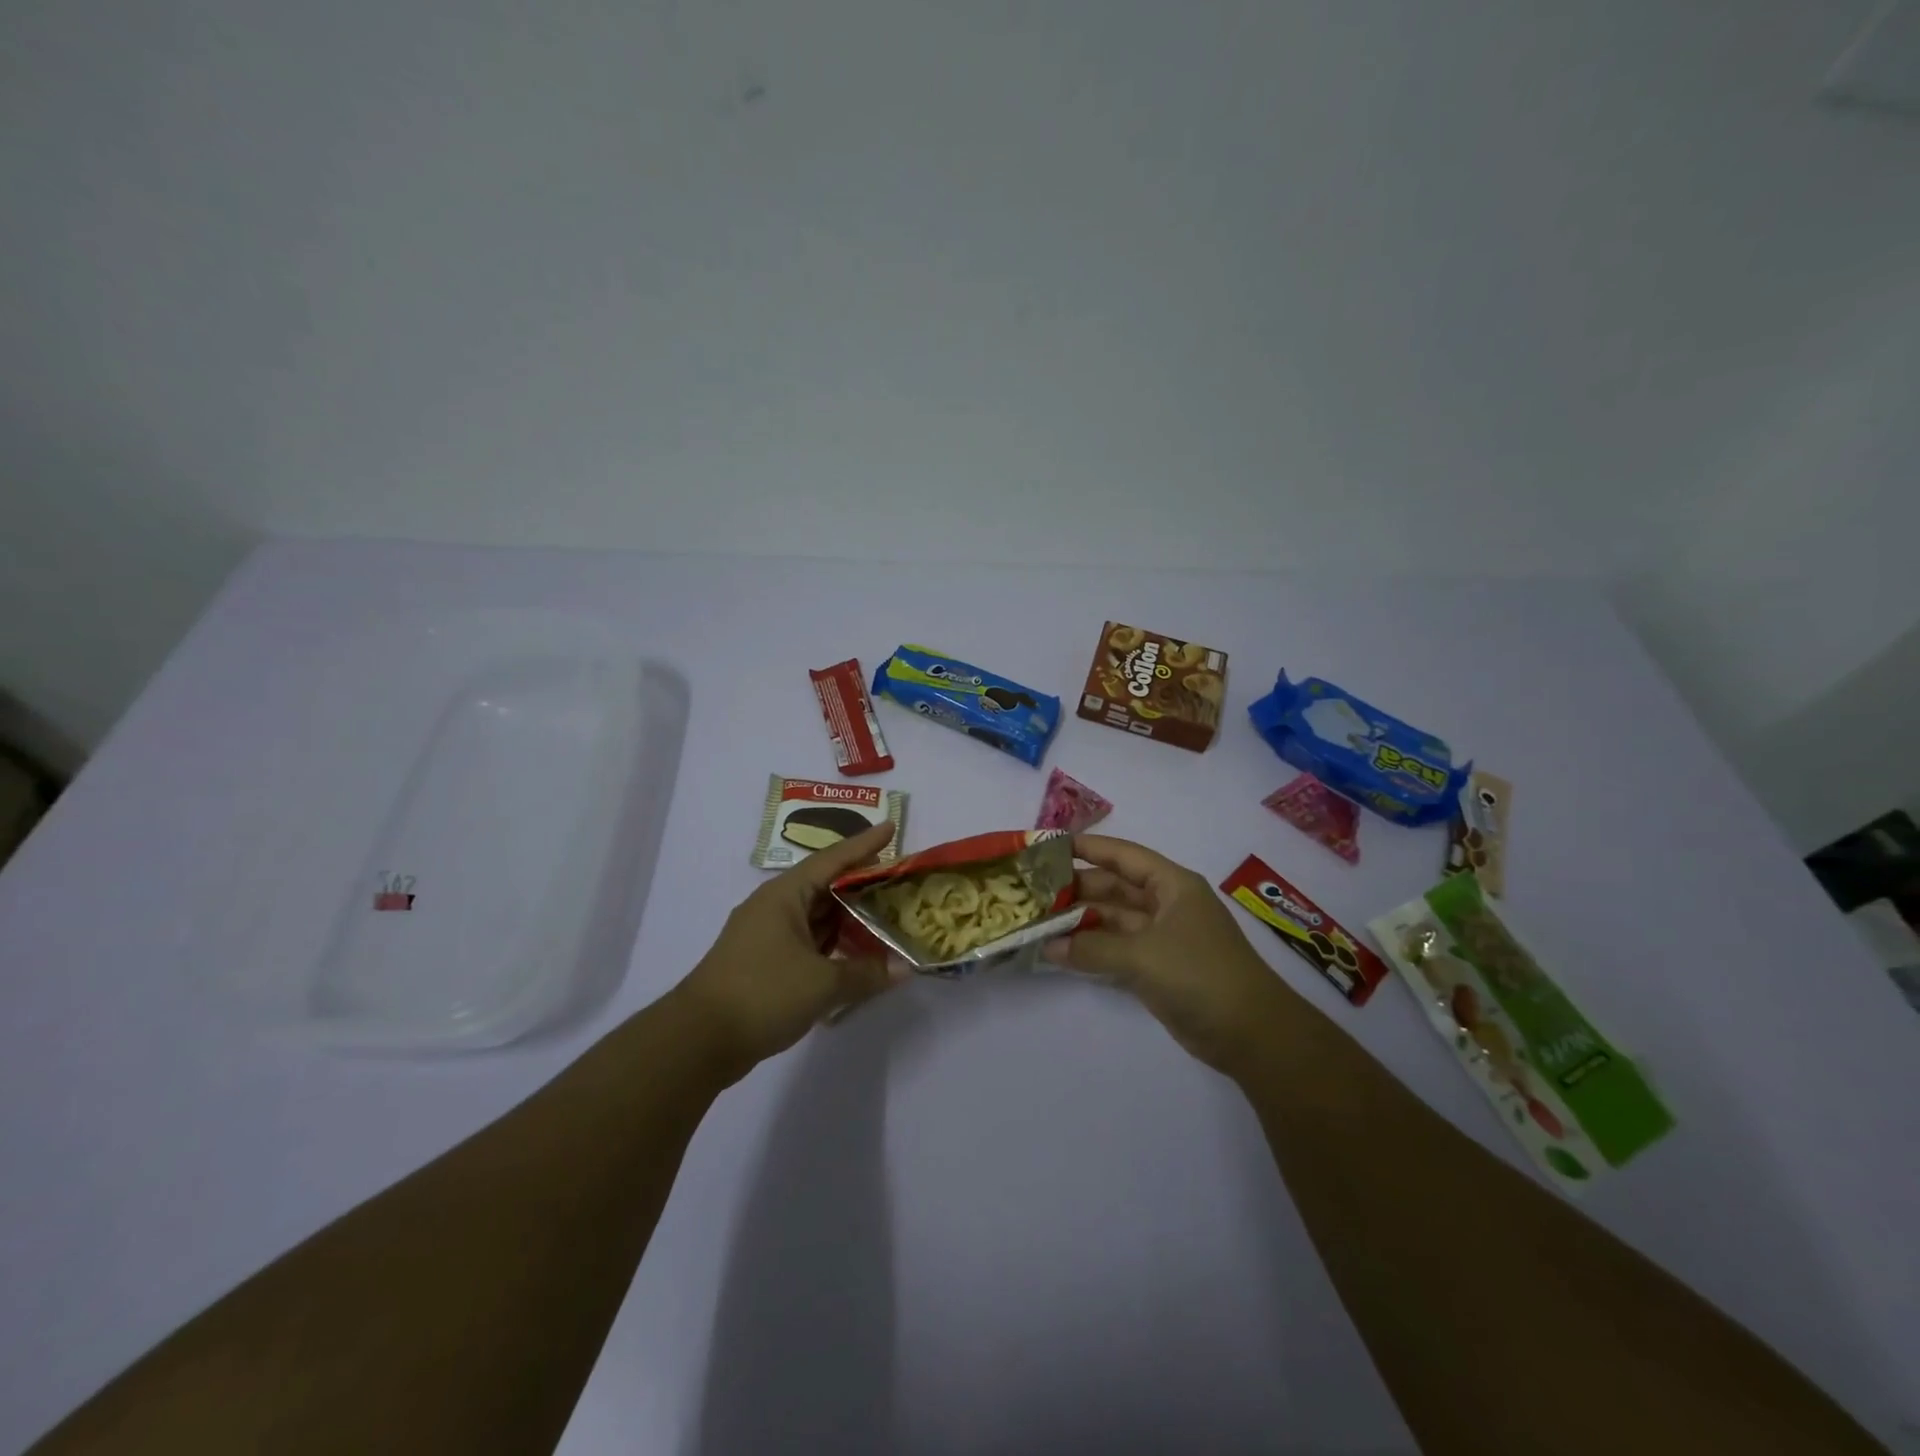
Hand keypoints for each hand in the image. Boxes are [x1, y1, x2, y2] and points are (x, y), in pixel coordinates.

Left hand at [674, 822, 903, 1082]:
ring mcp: (766, 935)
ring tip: (886, 914)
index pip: (833, 859)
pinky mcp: (764, 962)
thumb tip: (904, 968)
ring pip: (816, 915)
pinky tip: (856, 952)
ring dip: (848, 916)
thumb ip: (866, 972)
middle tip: (899, 880)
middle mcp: (774, 906)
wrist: (698, 1040)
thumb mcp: (823, 983)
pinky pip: (808, 940)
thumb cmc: (762, 993)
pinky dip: (833, 942)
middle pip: (826, 885)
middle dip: (862, 882)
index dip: (865, 844)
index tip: (891, 828)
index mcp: (785, 895)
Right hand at [1044, 834, 1296, 1076]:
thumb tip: (1047, 946)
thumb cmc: (1200, 976)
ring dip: (1081, 920)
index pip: (1123, 855)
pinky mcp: (1159, 967)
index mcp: (1172, 885)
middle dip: (1077, 888)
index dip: (1088, 848)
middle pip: (1115, 887)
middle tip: (1033, 891)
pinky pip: (1118, 948)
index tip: (1049, 846)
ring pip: (1114, 919)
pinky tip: (1062, 951)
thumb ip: (1092, 948)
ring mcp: (1163, 937)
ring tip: (1039, 920)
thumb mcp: (1142, 956)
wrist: (1252, 1034)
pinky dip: (1093, 948)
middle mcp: (1167, 904)